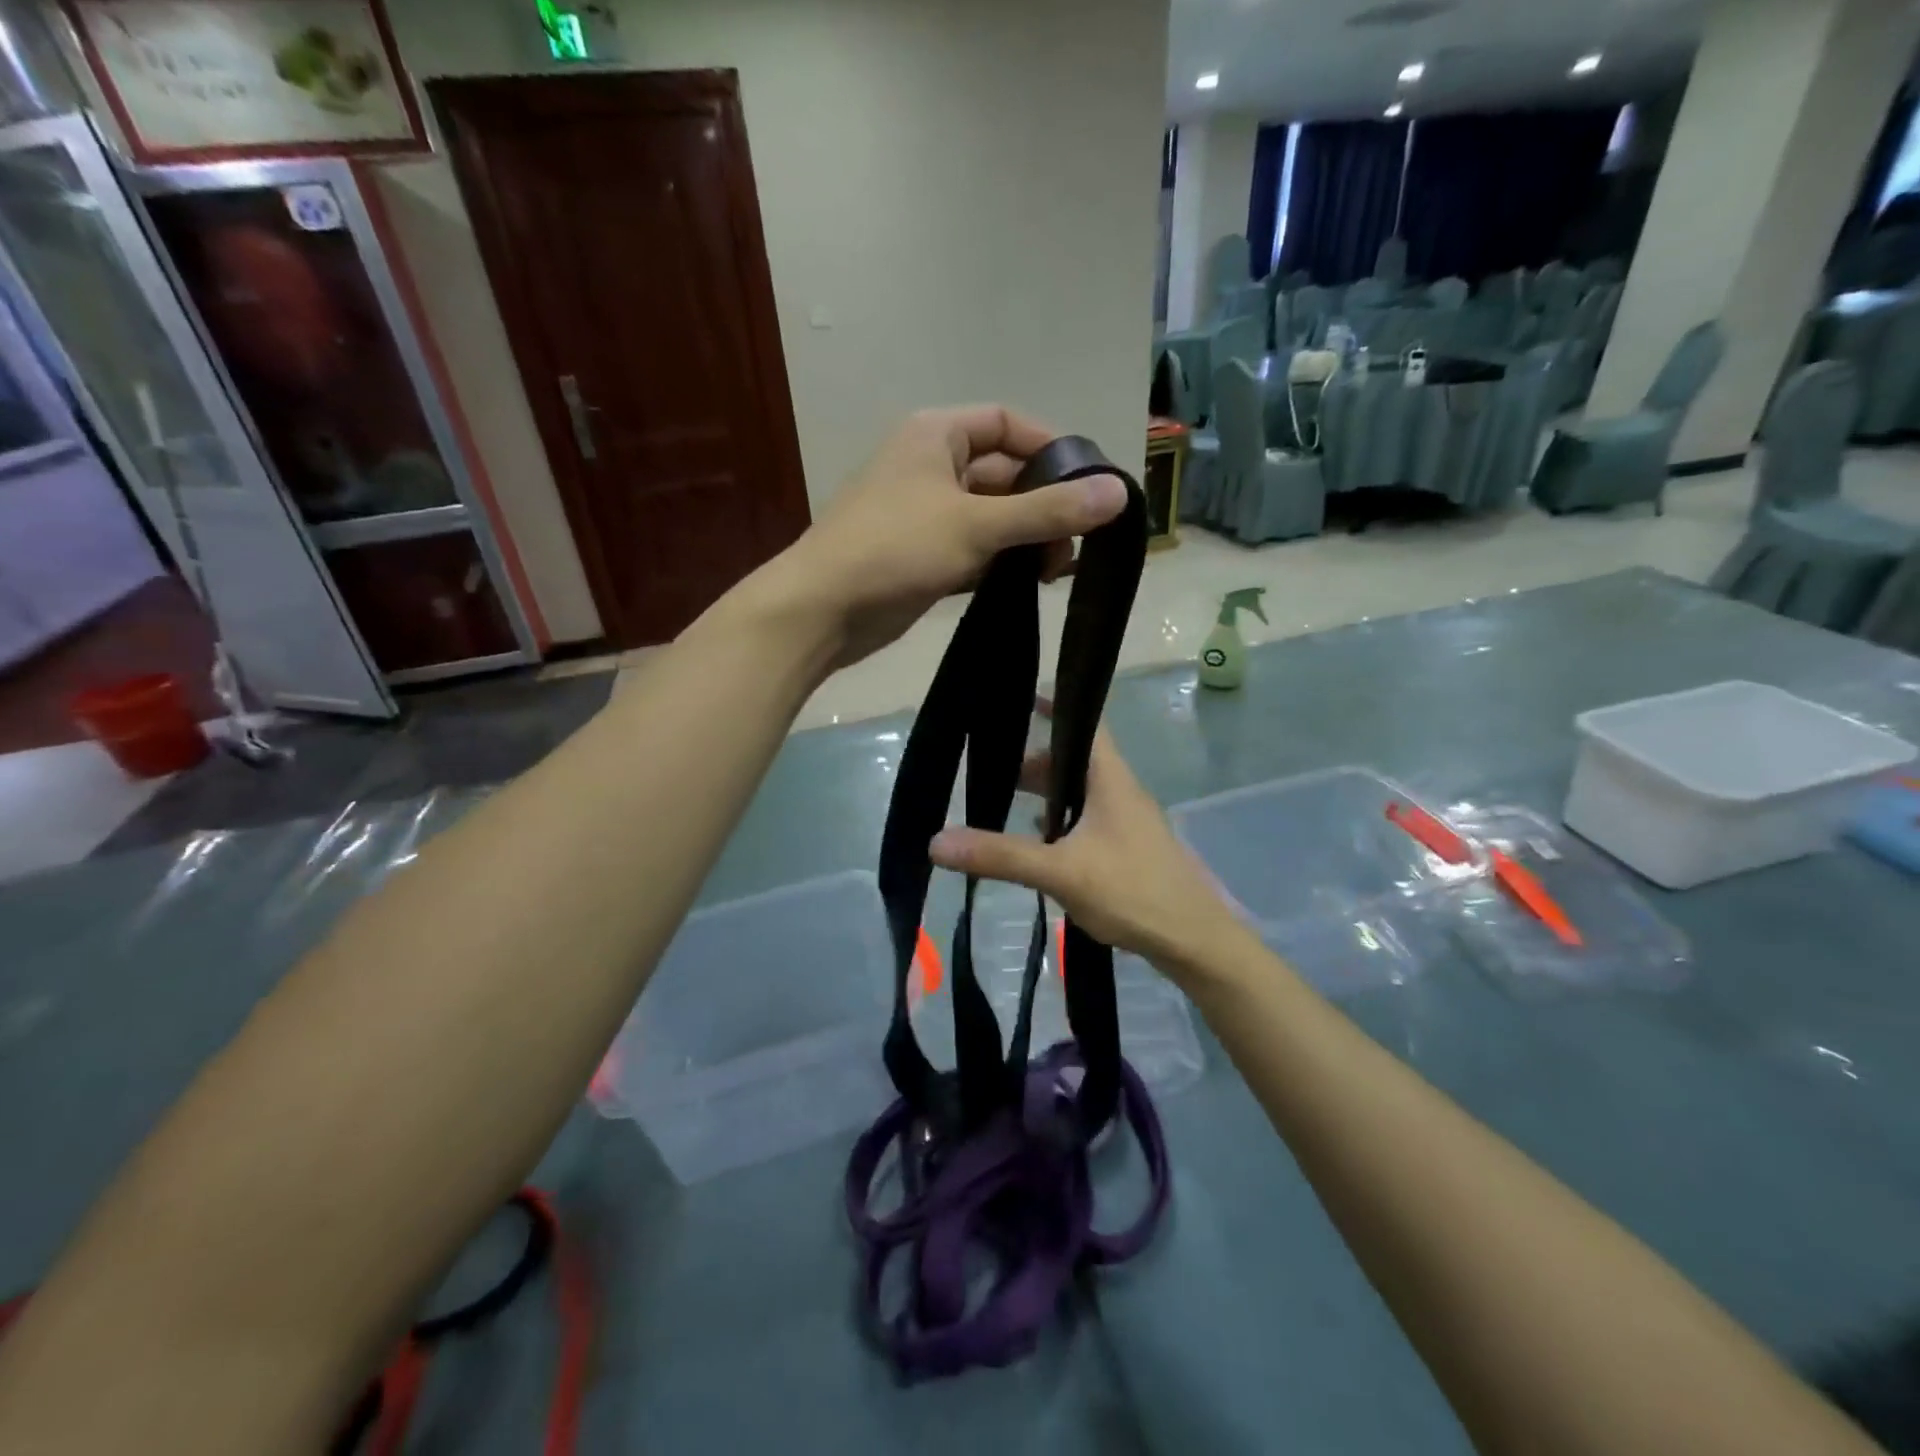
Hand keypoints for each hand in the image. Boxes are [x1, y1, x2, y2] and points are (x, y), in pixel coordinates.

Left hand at [774, 406, 1128, 667]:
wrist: (821, 611)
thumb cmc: (894, 549)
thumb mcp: (976, 524)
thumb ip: (1047, 510)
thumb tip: (1118, 493)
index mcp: (936, 436)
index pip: (1008, 424)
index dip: (1051, 449)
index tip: (1088, 486)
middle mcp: (931, 467)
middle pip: (1004, 475)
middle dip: (1043, 507)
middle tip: (1076, 545)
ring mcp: (925, 515)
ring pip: (991, 518)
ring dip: (1025, 539)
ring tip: (1057, 571)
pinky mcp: (922, 557)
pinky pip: (973, 550)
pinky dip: (1001, 563)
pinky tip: (1028, 585)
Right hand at [927, 717, 1246, 986]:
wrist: (1194, 942)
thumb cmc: (1132, 892)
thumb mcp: (1060, 872)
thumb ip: (1000, 855)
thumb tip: (936, 841)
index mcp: (1111, 780)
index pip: (1086, 724)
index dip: (1056, 706)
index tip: (1021, 698)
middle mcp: (1121, 792)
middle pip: (1075, 761)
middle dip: (1036, 761)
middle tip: (993, 767)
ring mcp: (1127, 822)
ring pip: (1080, 793)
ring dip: (1047, 794)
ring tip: (1006, 801)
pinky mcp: (1128, 849)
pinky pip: (1087, 820)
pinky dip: (1060, 821)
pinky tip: (1038, 842)